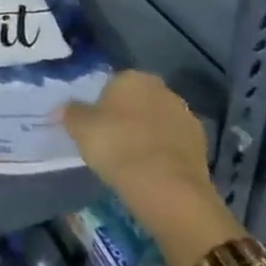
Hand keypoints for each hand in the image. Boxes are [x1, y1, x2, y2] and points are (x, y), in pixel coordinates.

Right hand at [64, 72, 241, 265]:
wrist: (168, 189)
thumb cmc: (118, 147)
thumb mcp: (81, 129)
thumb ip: (70, 114)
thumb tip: (63, 109)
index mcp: (132, 77)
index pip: (113, 85)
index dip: (102, 106)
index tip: (96, 129)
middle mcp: (161, 89)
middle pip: (138, 101)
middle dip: (128, 118)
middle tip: (114, 144)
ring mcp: (185, 116)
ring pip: (158, 122)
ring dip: (149, 136)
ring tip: (134, 163)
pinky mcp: (202, 145)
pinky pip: (174, 145)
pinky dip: (165, 155)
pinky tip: (154, 174)